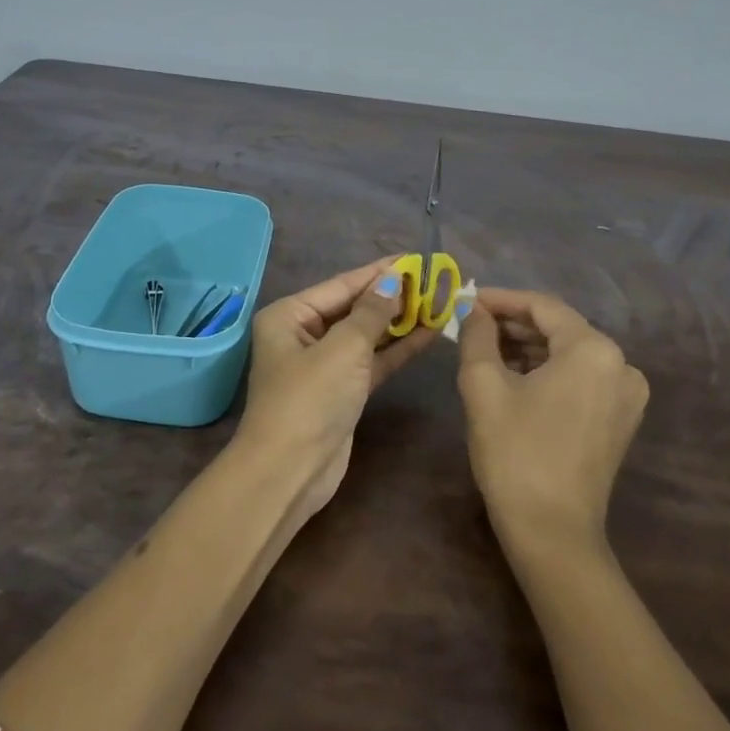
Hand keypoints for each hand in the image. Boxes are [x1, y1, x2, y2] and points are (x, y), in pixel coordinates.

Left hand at [237, 259, 439, 516]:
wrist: (290, 471)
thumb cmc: (310, 398)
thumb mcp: (343, 348)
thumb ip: (372, 312)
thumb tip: (393, 280)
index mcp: (289, 315)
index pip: (341, 285)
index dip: (379, 272)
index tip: (415, 259)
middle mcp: (303, 335)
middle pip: (354, 308)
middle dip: (393, 296)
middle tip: (435, 281)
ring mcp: (323, 365)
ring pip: (367, 336)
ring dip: (400, 322)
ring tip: (440, 303)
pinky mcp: (342, 391)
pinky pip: (372, 361)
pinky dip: (398, 349)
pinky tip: (430, 334)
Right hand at [457, 288, 649, 554]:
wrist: (552, 532)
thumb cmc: (515, 452)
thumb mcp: (484, 386)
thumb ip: (478, 336)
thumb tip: (473, 310)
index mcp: (594, 350)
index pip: (542, 306)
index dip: (501, 299)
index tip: (467, 300)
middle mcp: (621, 365)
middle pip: (560, 328)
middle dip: (514, 324)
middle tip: (472, 326)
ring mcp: (626, 395)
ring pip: (569, 354)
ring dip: (528, 348)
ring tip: (486, 350)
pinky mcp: (620, 420)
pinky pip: (581, 378)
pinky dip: (548, 372)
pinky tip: (514, 377)